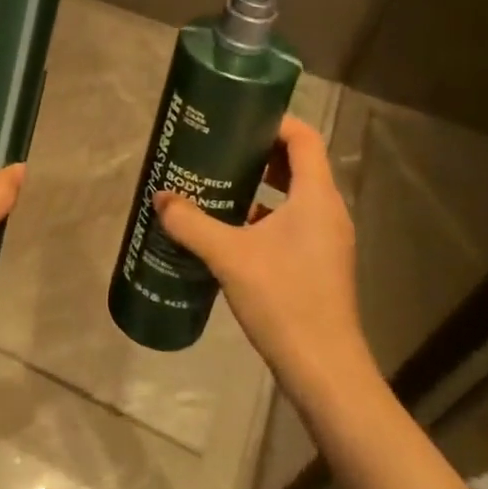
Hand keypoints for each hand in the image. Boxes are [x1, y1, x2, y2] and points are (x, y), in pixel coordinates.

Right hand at [152, 116, 372, 388]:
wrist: (324, 370)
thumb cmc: (283, 299)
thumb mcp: (228, 256)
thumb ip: (191, 222)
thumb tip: (160, 198)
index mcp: (315, 197)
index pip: (303, 138)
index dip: (273, 121)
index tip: (236, 119)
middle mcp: (327, 212)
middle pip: (298, 162)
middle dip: (259, 150)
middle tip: (218, 147)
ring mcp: (325, 239)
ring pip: (293, 194)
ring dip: (260, 183)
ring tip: (217, 180)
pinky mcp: (318, 263)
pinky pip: (291, 221)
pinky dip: (263, 213)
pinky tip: (228, 227)